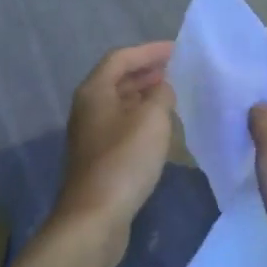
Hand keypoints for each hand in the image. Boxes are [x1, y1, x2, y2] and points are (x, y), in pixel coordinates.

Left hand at [52, 42, 176, 248]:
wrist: (95, 216)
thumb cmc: (124, 161)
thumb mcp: (152, 120)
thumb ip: (161, 94)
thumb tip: (163, 87)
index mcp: (94, 91)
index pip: (121, 58)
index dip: (149, 51)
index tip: (177, 49)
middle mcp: (87, 108)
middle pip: (117, 79)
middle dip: (147, 71)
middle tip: (178, 69)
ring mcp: (91, 134)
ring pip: (120, 103)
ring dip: (144, 95)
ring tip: (173, 94)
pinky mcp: (99, 157)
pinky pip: (122, 125)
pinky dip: (141, 118)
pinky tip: (160, 127)